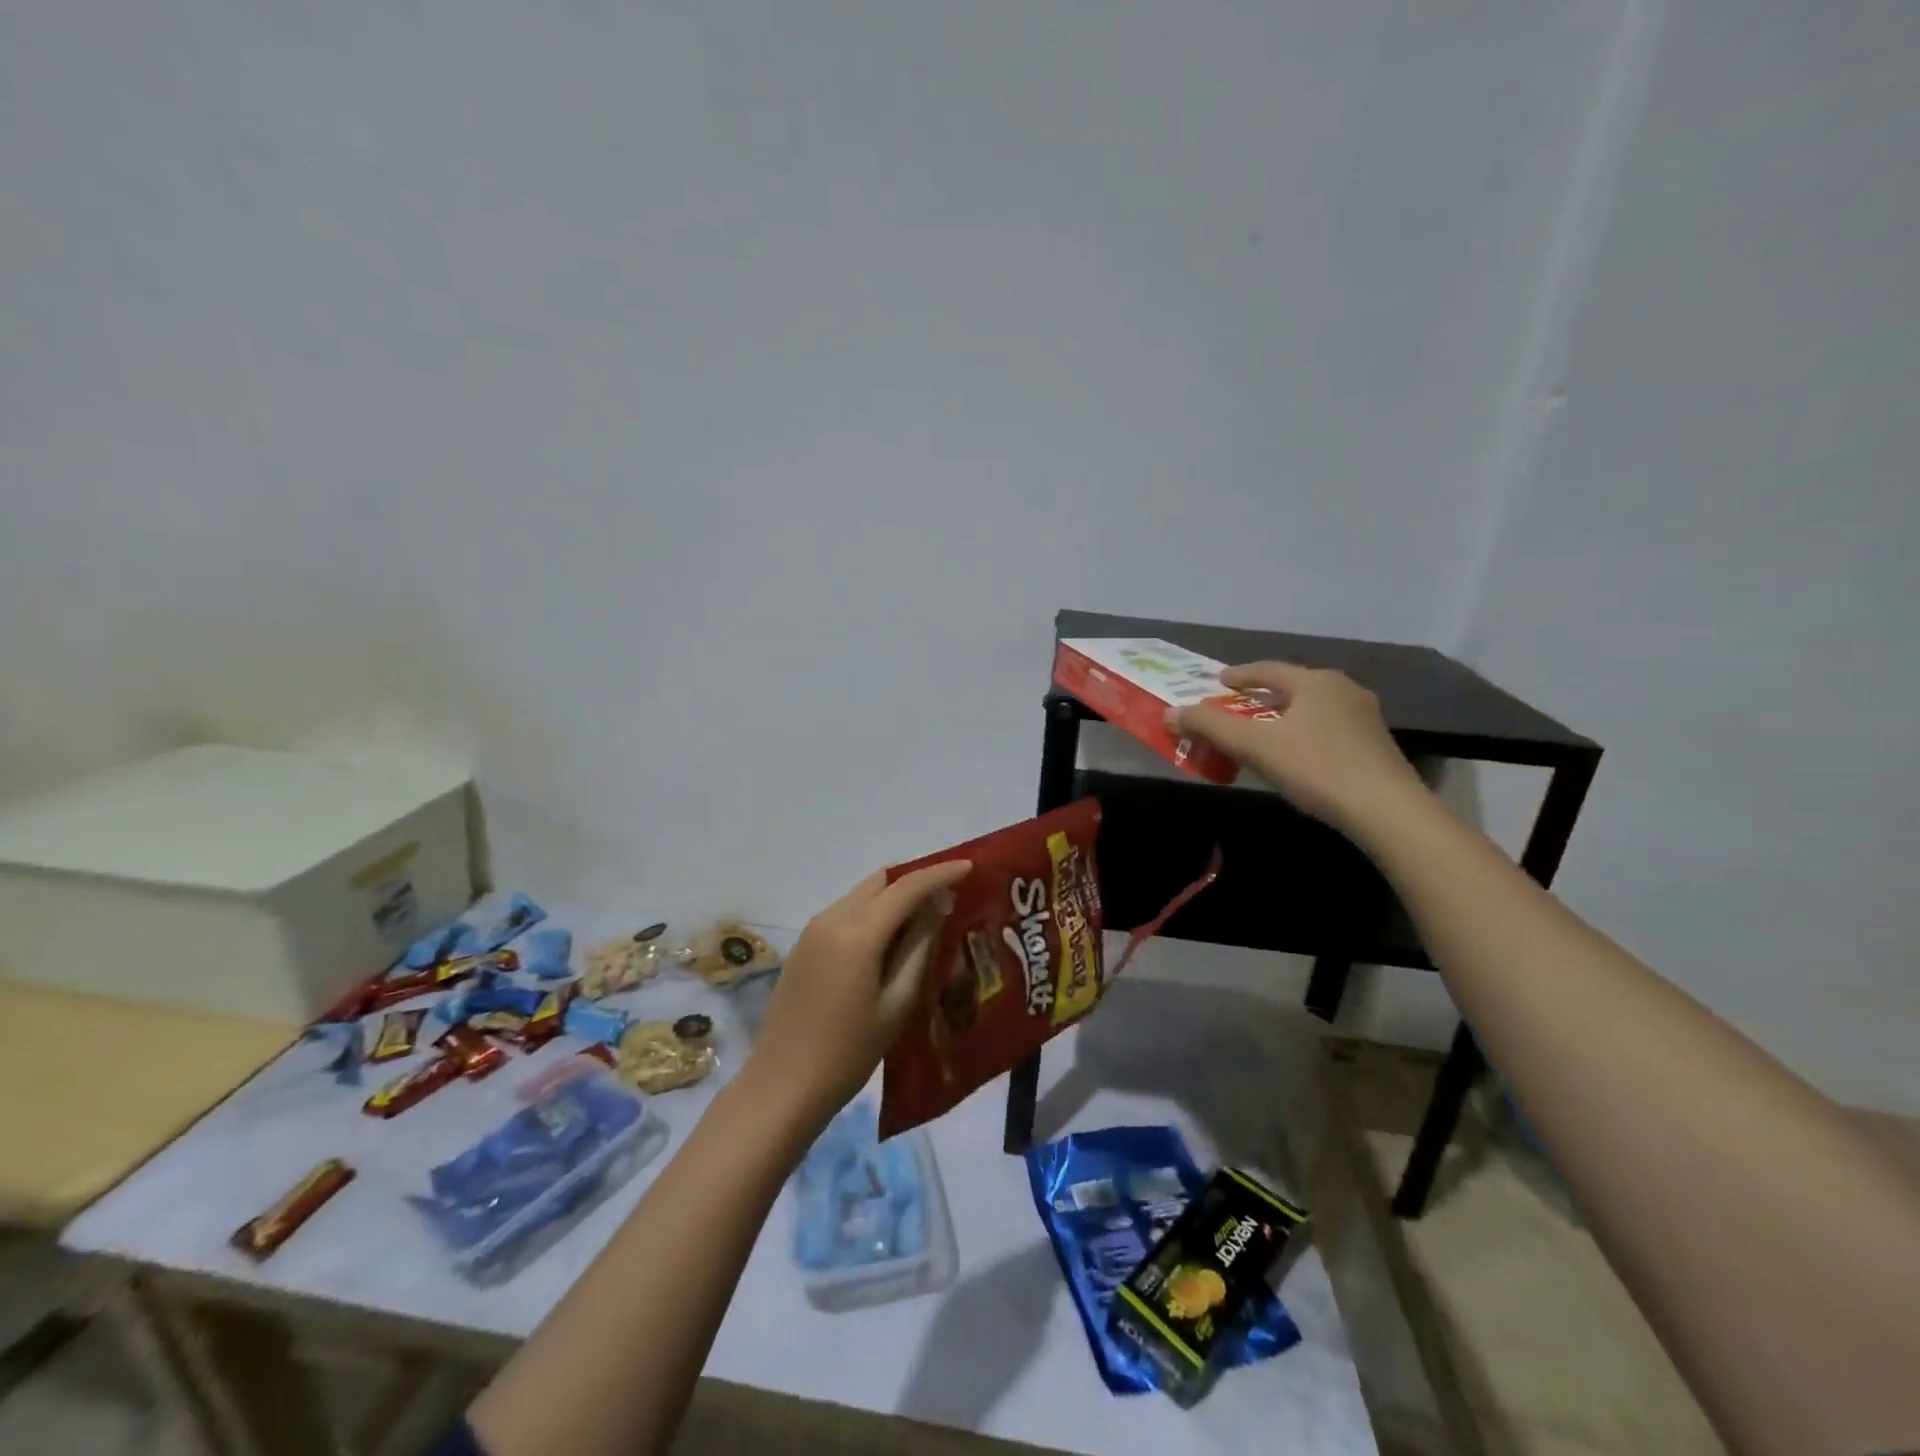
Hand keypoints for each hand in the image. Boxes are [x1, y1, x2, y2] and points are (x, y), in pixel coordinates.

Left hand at [749, 861, 971, 1122]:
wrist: (781, 1087)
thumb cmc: (848, 1053)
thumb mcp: (896, 1003)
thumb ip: (919, 948)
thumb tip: (938, 906)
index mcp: (857, 933)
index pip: (906, 887)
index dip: (940, 874)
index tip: (969, 866)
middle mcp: (831, 918)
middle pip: (880, 881)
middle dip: (916, 879)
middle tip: (949, 894)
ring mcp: (812, 931)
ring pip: (862, 894)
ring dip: (893, 896)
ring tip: (926, 917)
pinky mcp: (803, 946)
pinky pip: (845, 912)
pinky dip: (873, 912)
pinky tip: (890, 939)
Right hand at [1171, 662, 1427, 836]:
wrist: (1387, 811)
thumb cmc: (1316, 768)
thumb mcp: (1254, 745)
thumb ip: (1210, 726)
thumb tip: (1171, 713)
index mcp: (1316, 682)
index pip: (1268, 669)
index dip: (1239, 675)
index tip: (1218, 681)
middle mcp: (1344, 690)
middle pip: (1292, 686)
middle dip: (1260, 696)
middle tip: (1236, 707)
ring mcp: (1365, 717)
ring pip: (1311, 708)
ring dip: (1283, 716)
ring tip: (1263, 731)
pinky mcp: (1375, 745)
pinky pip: (1327, 728)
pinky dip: (1303, 733)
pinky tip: (1296, 754)